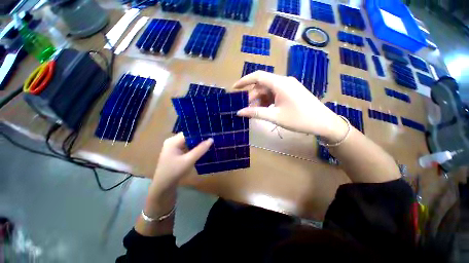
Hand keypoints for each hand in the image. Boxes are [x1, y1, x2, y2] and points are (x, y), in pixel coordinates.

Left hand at [150, 133, 212, 193]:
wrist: (163, 187)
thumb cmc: (174, 172)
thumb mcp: (189, 160)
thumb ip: (200, 149)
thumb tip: (211, 139)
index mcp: (173, 141)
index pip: (189, 132)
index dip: (200, 133)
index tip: (211, 134)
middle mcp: (172, 142)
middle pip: (189, 137)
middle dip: (200, 138)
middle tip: (212, 138)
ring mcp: (174, 147)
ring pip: (189, 142)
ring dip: (198, 143)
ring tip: (209, 143)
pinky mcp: (176, 153)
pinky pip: (187, 147)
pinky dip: (194, 148)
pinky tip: (202, 149)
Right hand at [233, 71, 347, 141]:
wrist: (324, 123)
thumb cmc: (299, 119)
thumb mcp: (275, 117)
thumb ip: (256, 113)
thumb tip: (239, 112)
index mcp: (280, 83)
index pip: (257, 76)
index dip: (244, 81)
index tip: (234, 88)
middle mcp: (283, 81)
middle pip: (262, 85)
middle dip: (252, 96)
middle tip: (245, 109)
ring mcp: (288, 86)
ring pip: (268, 90)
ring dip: (259, 100)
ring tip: (254, 112)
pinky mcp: (291, 92)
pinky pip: (275, 94)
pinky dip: (267, 101)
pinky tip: (264, 110)